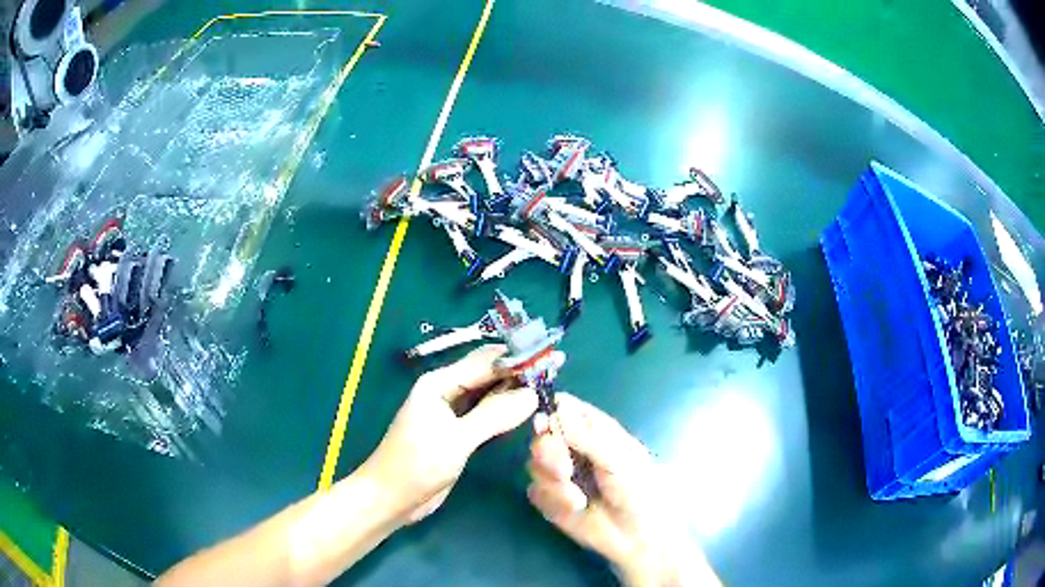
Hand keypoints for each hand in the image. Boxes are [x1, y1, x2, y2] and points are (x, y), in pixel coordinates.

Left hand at [362, 345, 537, 525]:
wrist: (392, 498)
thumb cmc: (417, 465)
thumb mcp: (457, 439)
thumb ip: (494, 415)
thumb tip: (533, 394)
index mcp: (439, 384)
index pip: (484, 362)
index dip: (517, 357)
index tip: (551, 355)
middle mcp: (445, 392)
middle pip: (487, 374)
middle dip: (519, 371)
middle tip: (556, 368)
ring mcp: (451, 413)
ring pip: (488, 394)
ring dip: (514, 390)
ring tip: (548, 384)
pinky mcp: (458, 433)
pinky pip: (485, 414)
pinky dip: (505, 410)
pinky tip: (526, 409)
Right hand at [527, 394, 718, 586]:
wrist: (636, 537)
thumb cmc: (639, 490)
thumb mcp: (618, 461)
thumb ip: (587, 437)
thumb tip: (557, 407)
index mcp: (594, 430)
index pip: (563, 407)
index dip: (550, 411)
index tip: (547, 426)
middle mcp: (573, 447)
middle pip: (541, 434)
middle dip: (548, 452)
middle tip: (565, 470)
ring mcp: (560, 473)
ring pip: (534, 464)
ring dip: (554, 483)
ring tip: (578, 499)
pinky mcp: (550, 499)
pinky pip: (535, 491)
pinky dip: (552, 500)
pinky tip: (574, 509)